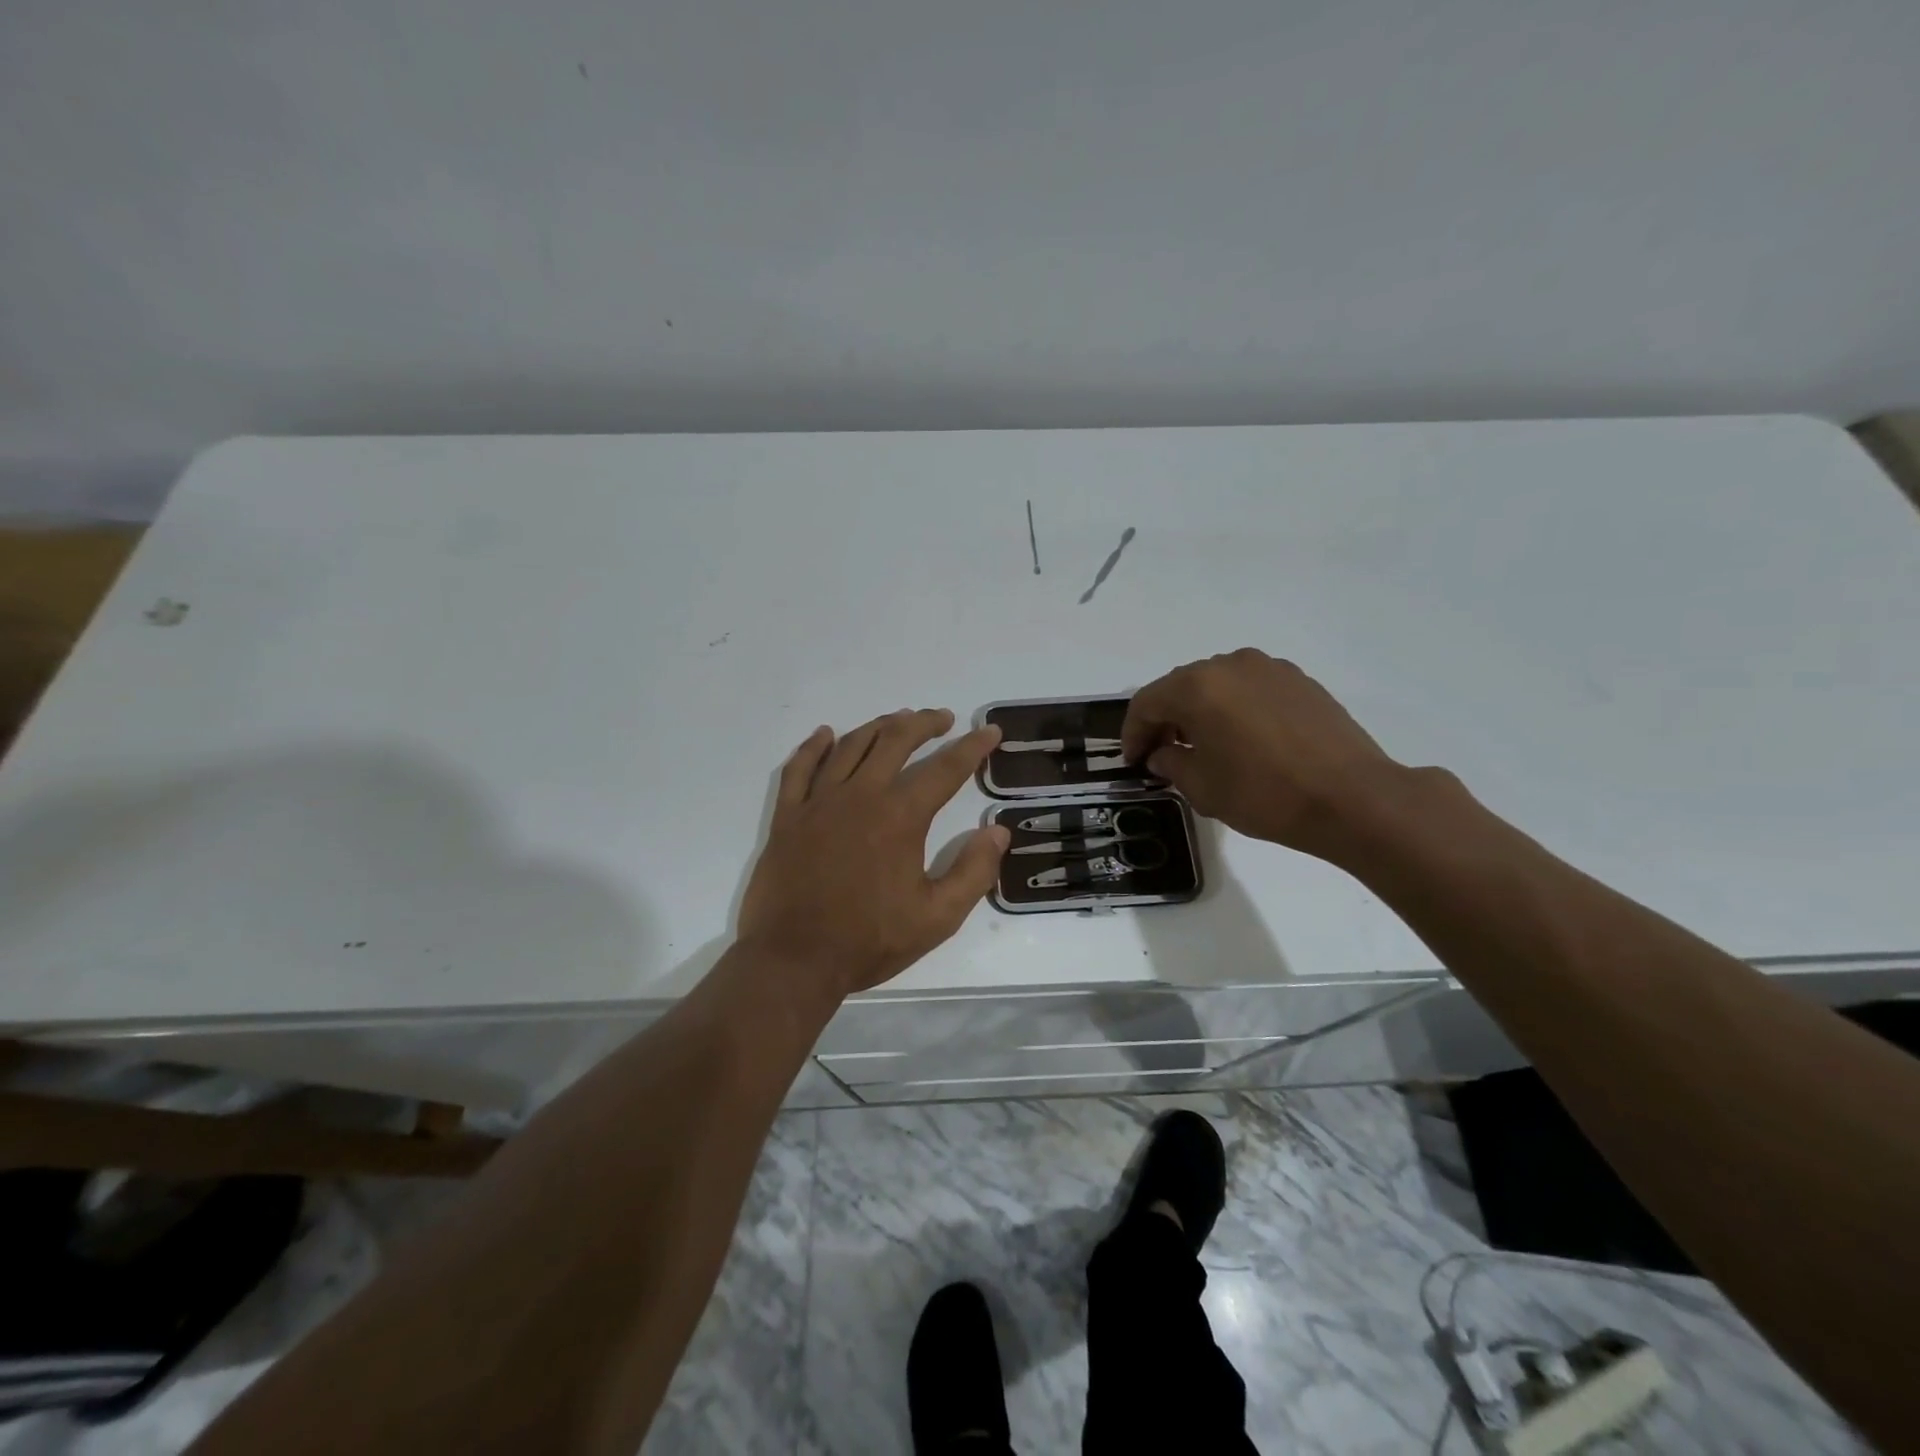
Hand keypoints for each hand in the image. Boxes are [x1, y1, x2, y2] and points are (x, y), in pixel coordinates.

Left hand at [738, 709, 1009, 998]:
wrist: (794, 960)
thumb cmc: (869, 940)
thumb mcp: (938, 917)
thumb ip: (973, 871)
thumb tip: (997, 831)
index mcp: (900, 817)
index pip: (945, 769)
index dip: (972, 747)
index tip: (989, 731)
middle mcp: (861, 796)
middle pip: (895, 741)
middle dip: (924, 724)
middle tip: (942, 719)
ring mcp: (819, 802)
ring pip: (851, 745)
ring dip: (878, 726)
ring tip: (897, 720)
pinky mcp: (788, 816)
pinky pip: (799, 768)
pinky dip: (814, 746)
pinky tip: (826, 734)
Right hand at [1122, 649, 1405, 859]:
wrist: (1353, 798)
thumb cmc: (1264, 794)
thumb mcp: (1202, 787)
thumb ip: (1171, 763)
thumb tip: (1164, 754)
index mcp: (1197, 686)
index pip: (1147, 703)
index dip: (1133, 734)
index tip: (1133, 762)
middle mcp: (1230, 665)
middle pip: (1181, 688)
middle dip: (1165, 720)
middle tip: (1162, 754)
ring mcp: (1269, 668)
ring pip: (1217, 686)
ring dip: (1201, 712)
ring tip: (1203, 747)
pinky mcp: (1299, 680)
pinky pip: (1250, 689)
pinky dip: (1234, 709)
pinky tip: (1243, 740)